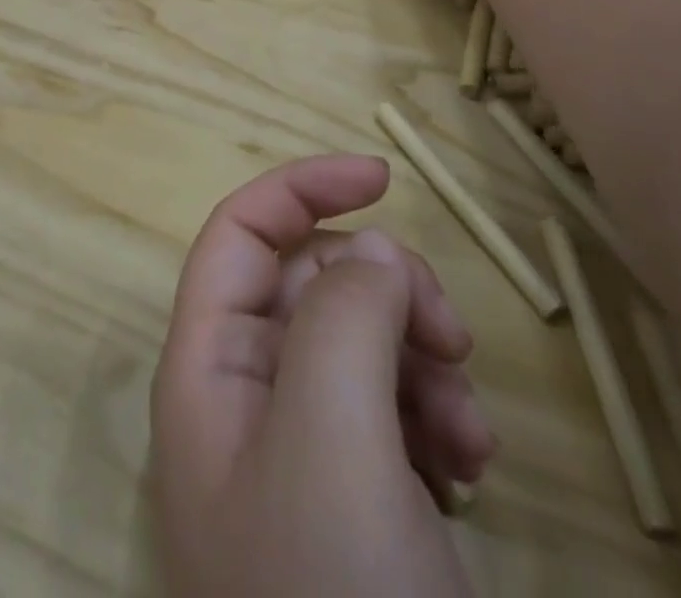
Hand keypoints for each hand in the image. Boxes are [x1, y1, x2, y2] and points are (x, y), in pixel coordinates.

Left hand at [150, 156, 494, 597]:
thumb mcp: (335, 435)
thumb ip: (344, 314)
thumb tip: (369, 250)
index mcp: (208, 370)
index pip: (242, 233)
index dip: (303, 188)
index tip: (384, 175)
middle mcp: (244, 400)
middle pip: (313, 285)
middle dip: (386, 291)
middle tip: (449, 338)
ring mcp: (299, 454)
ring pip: (360, 342)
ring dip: (422, 359)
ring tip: (469, 428)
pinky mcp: (353, 505)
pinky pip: (392, 411)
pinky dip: (434, 415)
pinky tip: (471, 470)